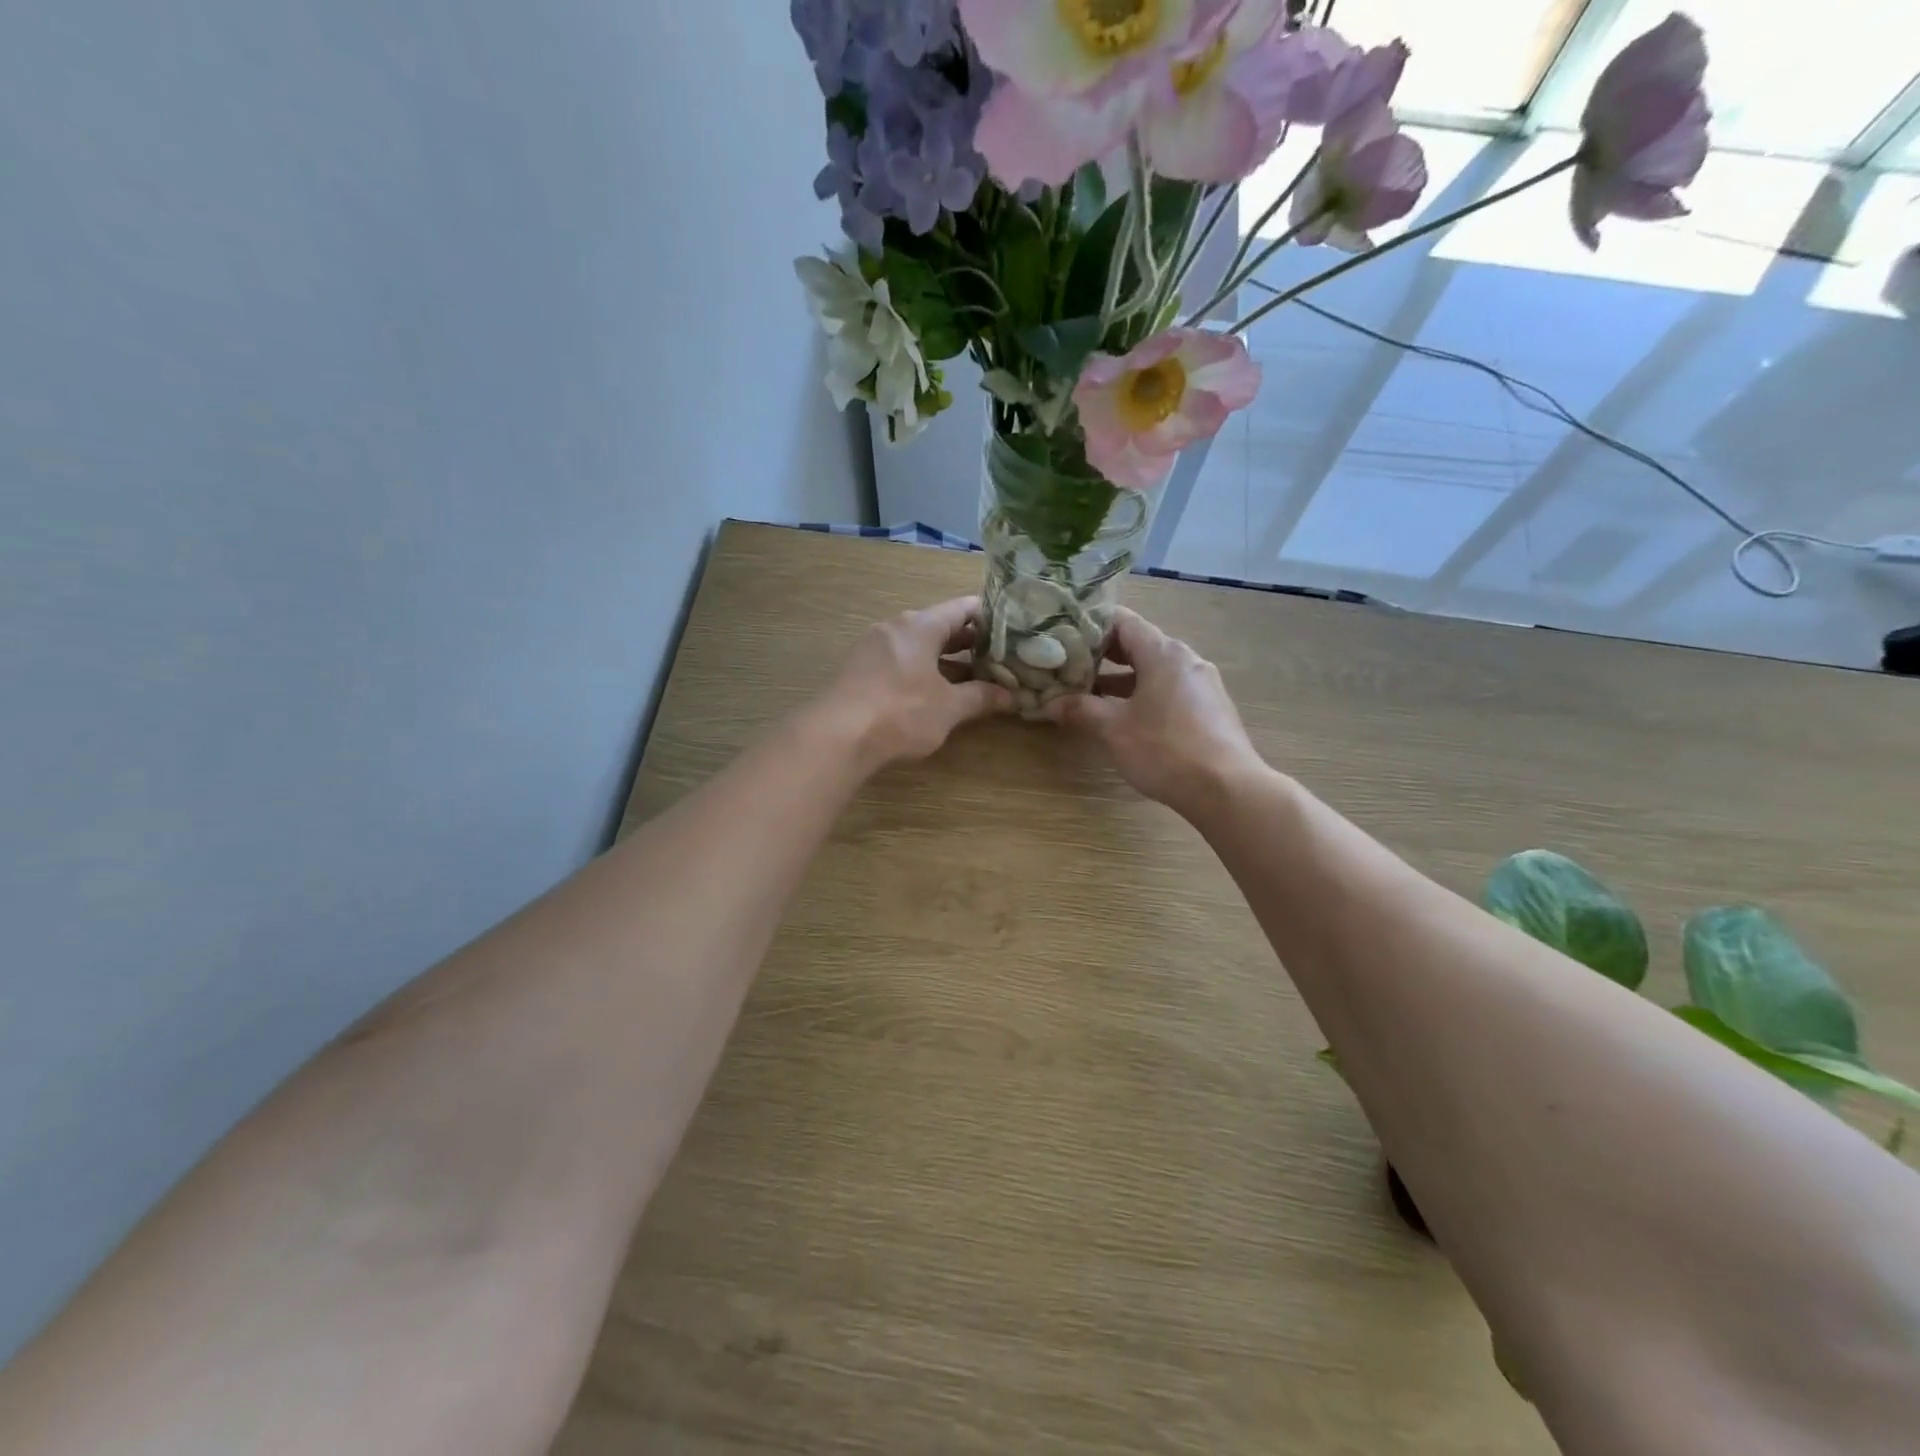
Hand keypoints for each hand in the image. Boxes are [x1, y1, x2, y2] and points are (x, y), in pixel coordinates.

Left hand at [827, 597, 1013, 768]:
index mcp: (920, 625)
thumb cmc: (901, 712)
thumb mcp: (949, 707)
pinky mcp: (862, 670)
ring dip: (947, 660)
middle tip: (1000, 656)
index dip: (991, 617)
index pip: (963, 608)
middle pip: (941, 626)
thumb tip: (1011, 696)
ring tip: (976, 676)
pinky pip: (902, 661)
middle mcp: (896, 628)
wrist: (838, 736)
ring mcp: (875, 648)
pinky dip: (924, 670)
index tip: (1014, 629)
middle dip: (971, 642)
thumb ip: (981, 697)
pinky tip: (938, 691)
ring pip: (920, 646)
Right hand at [1043, 607, 1261, 814]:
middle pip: (1140, 644)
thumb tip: (1050, 703)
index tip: (1065, 636)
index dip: (1092, 625)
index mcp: (1164, 653)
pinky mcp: (1210, 709)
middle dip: (1104, 654)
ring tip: (1090, 693)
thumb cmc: (1165, 750)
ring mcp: (1202, 684)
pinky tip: (1125, 716)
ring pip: (1155, 669)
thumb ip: (1081, 710)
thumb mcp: (1114, 729)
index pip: (1123, 621)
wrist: (1227, 790)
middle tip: (1070, 665)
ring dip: (1122, 678)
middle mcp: (1186, 660)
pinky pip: (1170, 689)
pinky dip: (1144, 694)